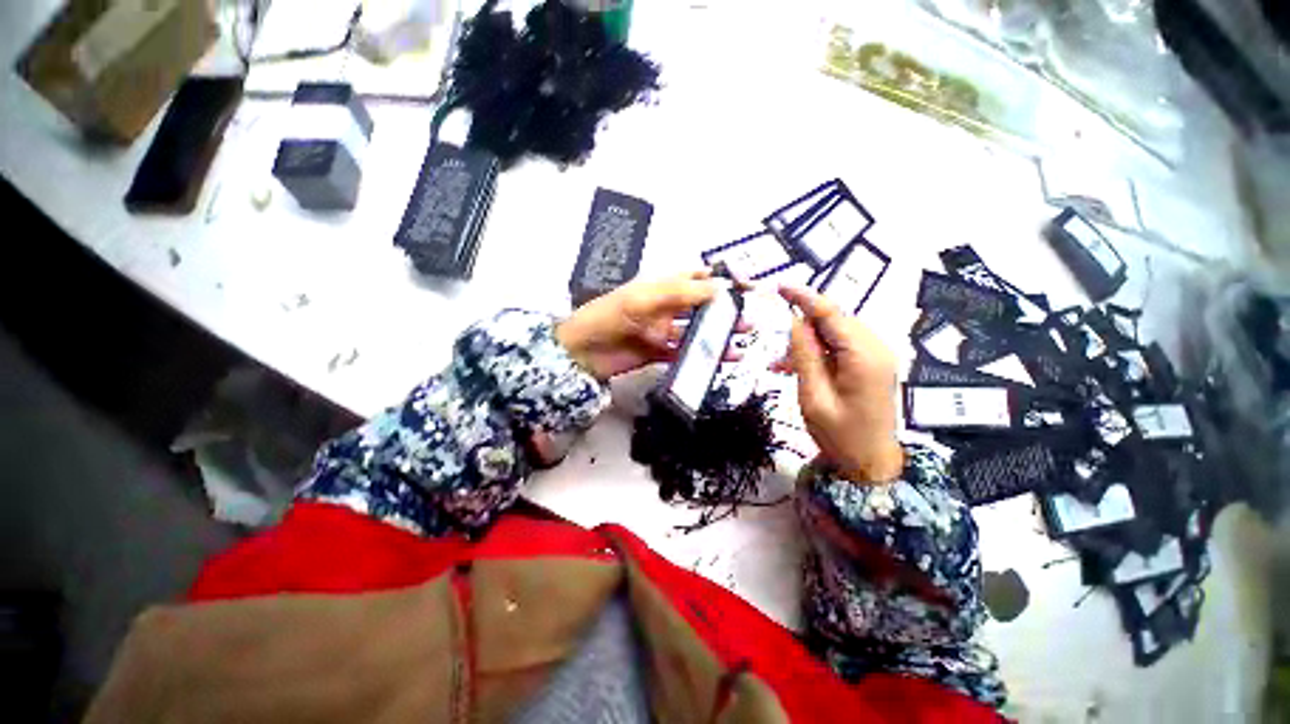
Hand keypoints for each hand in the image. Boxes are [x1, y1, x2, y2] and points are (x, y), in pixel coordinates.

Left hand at [556, 271, 746, 381]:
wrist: (582, 353)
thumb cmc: (610, 316)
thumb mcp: (644, 299)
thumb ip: (681, 292)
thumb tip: (721, 288)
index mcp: (660, 286)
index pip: (695, 276)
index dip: (719, 278)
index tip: (745, 284)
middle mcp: (665, 306)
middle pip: (701, 303)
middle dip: (725, 307)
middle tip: (749, 315)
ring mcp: (663, 330)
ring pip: (697, 329)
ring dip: (719, 331)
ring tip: (744, 335)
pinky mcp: (660, 353)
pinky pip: (687, 352)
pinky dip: (706, 354)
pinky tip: (725, 356)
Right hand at [777, 285, 903, 482]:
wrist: (872, 464)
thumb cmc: (840, 436)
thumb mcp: (813, 397)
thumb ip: (804, 355)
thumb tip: (794, 321)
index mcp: (863, 356)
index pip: (831, 314)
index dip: (804, 297)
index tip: (780, 287)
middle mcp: (876, 348)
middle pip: (835, 320)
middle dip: (803, 323)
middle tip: (776, 338)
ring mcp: (876, 356)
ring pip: (836, 333)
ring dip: (808, 340)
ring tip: (781, 362)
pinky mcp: (872, 365)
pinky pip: (841, 347)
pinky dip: (818, 351)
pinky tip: (797, 367)